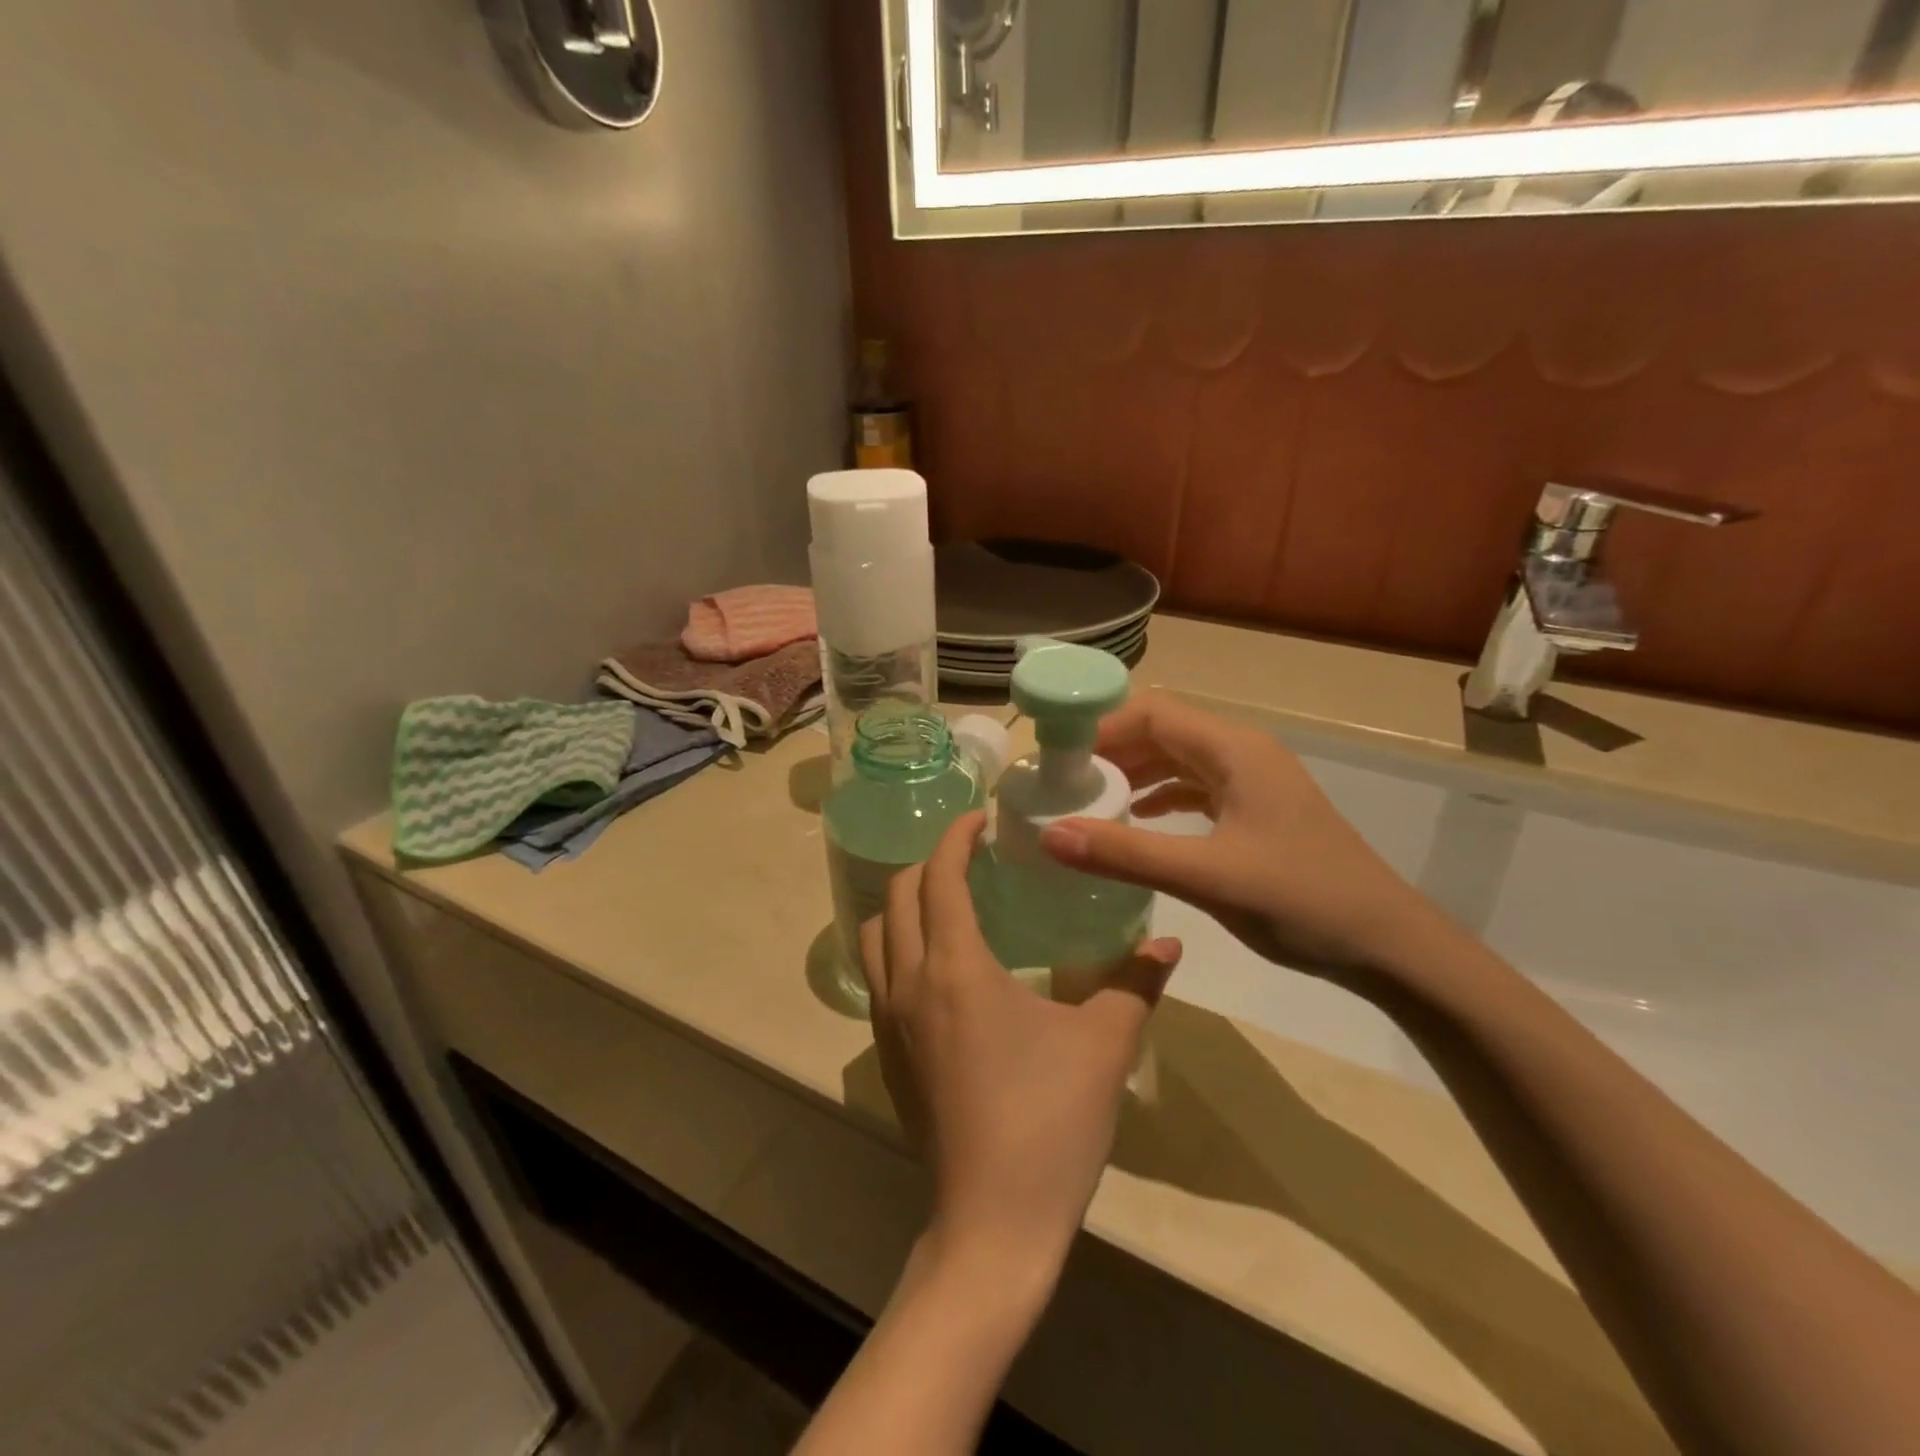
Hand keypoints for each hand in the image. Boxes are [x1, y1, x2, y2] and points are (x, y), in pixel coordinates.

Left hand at [860, 812, 1182, 1278]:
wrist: (994, 1223)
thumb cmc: (1049, 1122)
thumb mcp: (1104, 1046)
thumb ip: (1135, 984)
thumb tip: (1171, 946)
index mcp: (955, 967)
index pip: (939, 876)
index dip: (956, 837)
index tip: (980, 819)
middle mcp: (910, 982)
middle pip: (898, 895)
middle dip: (929, 863)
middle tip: (971, 857)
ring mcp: (889, 1021)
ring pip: (876, 934)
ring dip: (904, 904)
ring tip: (948, 902)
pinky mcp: (887, 1054)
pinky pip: (879, 975)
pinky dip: (898, 945)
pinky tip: (940, 966)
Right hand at [1039, 691, 1452, 981]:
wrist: (1390, 945)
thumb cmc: (1301, 901)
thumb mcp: (1207, 877)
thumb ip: (1126, 854)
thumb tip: (1049, 835)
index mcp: (1234, 750)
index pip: (1152, 712)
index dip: (1101, 727)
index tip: (1058, 757)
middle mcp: (1243, 753)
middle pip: (1163, 731)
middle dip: (1112, 750)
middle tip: (1064, 782)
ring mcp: (1254, 782)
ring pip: (1179, 760)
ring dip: (1135, 773)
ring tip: (1090, 799)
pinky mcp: (1258, 811)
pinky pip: (1197, 788)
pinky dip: (1161, 796)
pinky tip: (1138, 819)